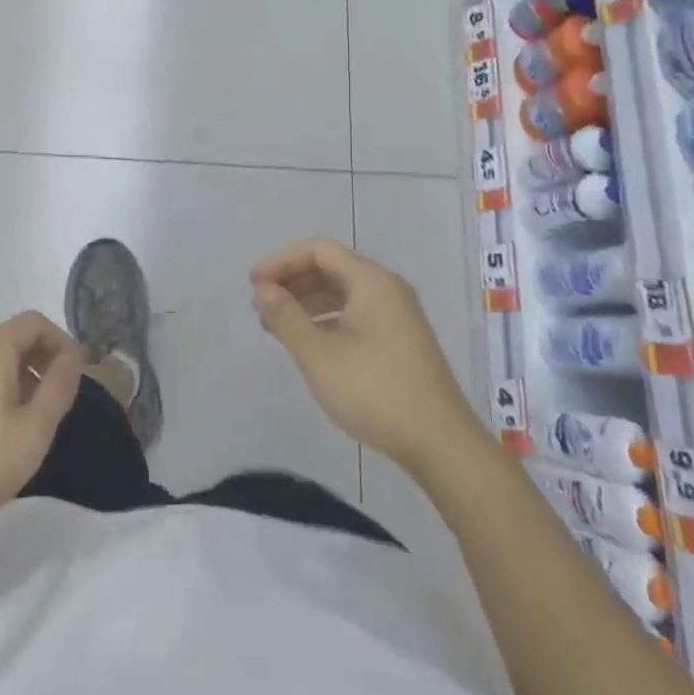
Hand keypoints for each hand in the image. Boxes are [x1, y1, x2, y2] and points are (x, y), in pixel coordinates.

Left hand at [0, 312, 83, 550]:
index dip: (61, 343)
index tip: (74, 377)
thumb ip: (59, 386)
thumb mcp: (34, 429)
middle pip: (12, 337)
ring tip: (28, 421)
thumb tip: (73, 354)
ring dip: (18, 377)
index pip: (35, 322)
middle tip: (54, 402)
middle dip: (40, 361)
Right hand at [251, 239, 481, 474]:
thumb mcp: (319, 355)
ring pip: (343, 292)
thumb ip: (286, 317)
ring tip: (276, 325)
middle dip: (292, 281)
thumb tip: (263, 289)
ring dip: (307, 301)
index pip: (318, 250)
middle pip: (331, 267)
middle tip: (261, 305)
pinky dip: (327, 319)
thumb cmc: (375, 391)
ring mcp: (397, 315)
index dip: (281, 261)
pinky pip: (355, 313)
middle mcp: (387, 288)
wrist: (441, 444)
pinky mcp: (400, 340)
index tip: (253, 284)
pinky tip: (309, 343)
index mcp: (371, 280)